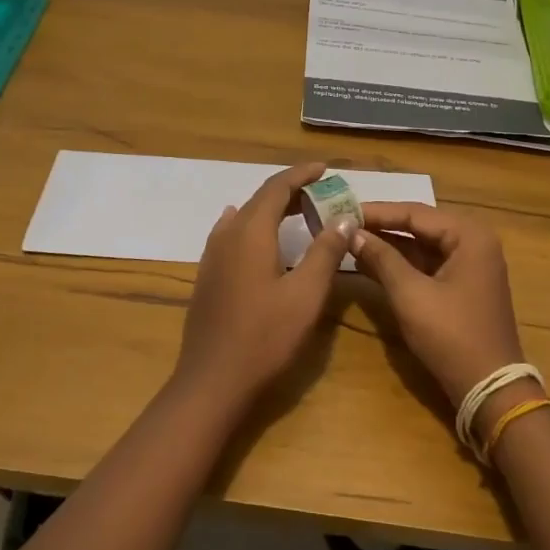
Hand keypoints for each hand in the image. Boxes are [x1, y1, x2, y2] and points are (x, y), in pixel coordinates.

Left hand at [175, 162, 353, 408]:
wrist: (212, 380)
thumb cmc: (265, 337)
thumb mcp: (306, 294)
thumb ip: (325, 252)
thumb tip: (342, 218)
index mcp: (251, 232)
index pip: (277, 187)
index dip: (301, 174)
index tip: (325, 169)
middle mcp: (227, 235)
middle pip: (259, 200)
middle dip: (290, 191)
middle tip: (321, 194)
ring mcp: (212, 256)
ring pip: (244, 217)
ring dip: (271, 209)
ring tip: (297, 213)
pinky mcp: (207, 276)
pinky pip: (231, 234)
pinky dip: (252, 225)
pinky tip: (253, 234)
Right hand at [350, 203, 525, 408]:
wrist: (489, 389)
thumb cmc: (451, 335)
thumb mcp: (410, 294)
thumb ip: (381, 259)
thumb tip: (352, 233)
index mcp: (469, 235)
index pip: (415, 212)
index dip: (377, 212)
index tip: (343, 209)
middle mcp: (474, 242)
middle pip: (420, 226)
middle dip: (382, 227)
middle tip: (344, 223)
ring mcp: (471, 265)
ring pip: (422, 247)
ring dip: (389, 246)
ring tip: (350, 241)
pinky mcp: (463, 286)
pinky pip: (428, 266)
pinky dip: (401, 265)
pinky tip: (370, 264)